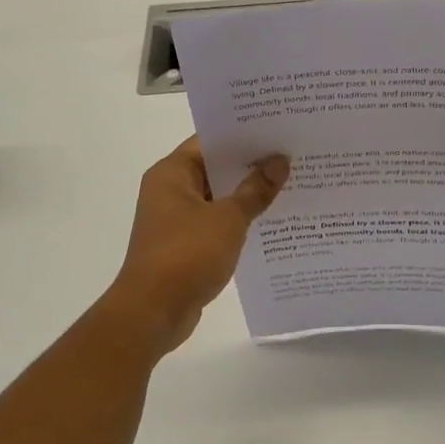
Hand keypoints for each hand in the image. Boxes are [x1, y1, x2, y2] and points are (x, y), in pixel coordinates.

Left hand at [108, 137, 287, 351]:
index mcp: (172, 174)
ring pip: (217, 198)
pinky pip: (216, 224)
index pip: (210, 141)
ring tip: (289, 186)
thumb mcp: (228, 219)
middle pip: (214, 169)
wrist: (153, 312)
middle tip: (291, 156)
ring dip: (246, 196)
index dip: (243, 136)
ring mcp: (175, 220)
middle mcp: (169, 191)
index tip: (277, 131)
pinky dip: (238, 222)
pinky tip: (271, 221)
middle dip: (251, 165)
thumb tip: (279, 161)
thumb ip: (255, 189)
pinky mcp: (184, 246)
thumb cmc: (187, 255)